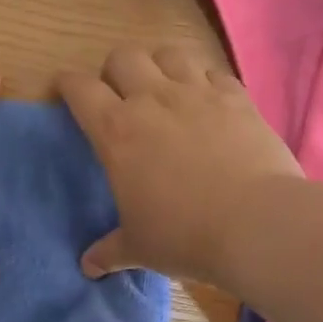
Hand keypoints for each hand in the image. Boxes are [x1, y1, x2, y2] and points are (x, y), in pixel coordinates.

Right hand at [58, 46, 302, 284]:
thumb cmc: (184, 236)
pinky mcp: (237, 97)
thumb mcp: (139, 247)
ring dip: (159, 66)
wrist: (257, 224)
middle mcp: (152, 100)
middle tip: (119, 95)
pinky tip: (208, 101)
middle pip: (123, 57)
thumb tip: (88, 268)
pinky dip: (205, 80)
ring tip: (163, 88)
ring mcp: (198, 93)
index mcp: (116, 131)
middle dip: (114, 70)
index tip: (65, 89)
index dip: (68, 84)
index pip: (79, 89)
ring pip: (168, 53)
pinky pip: (213, 72)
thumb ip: (110, 251)